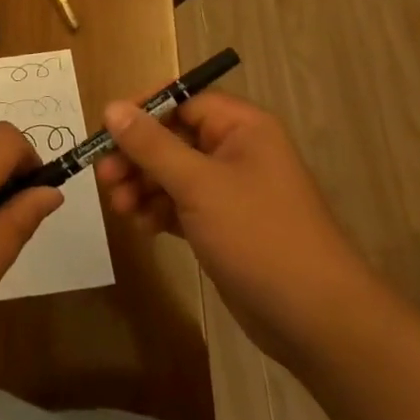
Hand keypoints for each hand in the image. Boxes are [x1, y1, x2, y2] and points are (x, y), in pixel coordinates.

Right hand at [95, 93, 375, 362]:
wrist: (315, 319)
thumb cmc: (258, 235)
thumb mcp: (198, 184)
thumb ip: (151, 145)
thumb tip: (112, 107)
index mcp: (242, 127)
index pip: (183, 101)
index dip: (144, 111)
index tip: (108, 130)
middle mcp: (236, 151)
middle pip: (173, 137)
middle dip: (136, 156)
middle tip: (104, 176)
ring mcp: (231, 190)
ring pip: (173, 173)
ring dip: (142, 185)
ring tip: (119, 207)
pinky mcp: (224, 225)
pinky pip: (181, 204)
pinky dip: (159, 210)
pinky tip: (142, 226)